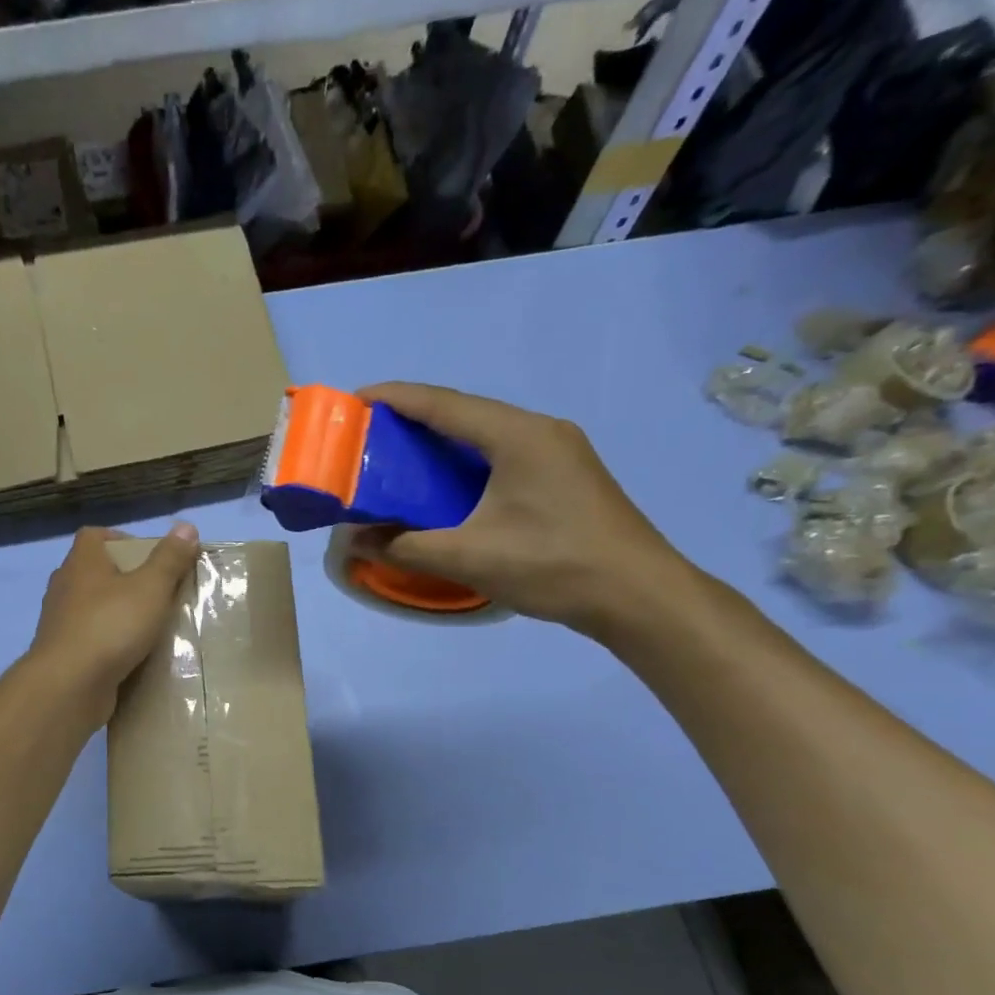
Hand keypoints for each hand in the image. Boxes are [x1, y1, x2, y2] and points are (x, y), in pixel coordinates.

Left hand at [28, 524, 200, 719]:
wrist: (69, 685)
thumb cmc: (110, 626)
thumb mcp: (150, 588)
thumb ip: (169, 559)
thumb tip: (187, 526)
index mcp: (81, 562)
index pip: (94, 536)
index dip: (121, 539)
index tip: (148, 556)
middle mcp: (64, 586)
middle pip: (95, 571)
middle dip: (125, 579)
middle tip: (157, 592)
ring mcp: (59, 621)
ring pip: (92, 607)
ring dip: (116, 612)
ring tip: (149, 625)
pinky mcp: (62, 653)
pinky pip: (90, 639)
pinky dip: (108, 642)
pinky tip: (132, 655)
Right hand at [353, 383, 693, 636]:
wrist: (640, 596)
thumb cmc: (553, 565)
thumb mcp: (468, 557)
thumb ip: (404, 546)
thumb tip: (353, 541)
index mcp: (517, 435)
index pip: (443, 404)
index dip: (395, 398)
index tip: (353, 401)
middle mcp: (540, 431)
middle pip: (465, 412)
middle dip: (413, 419)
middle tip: (369, 436)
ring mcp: (559, 452)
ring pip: (486, 433)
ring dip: (441, 441)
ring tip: (399, 458)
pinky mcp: (566, 476)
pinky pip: (503, 454)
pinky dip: (466, 461)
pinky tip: (448, 486)